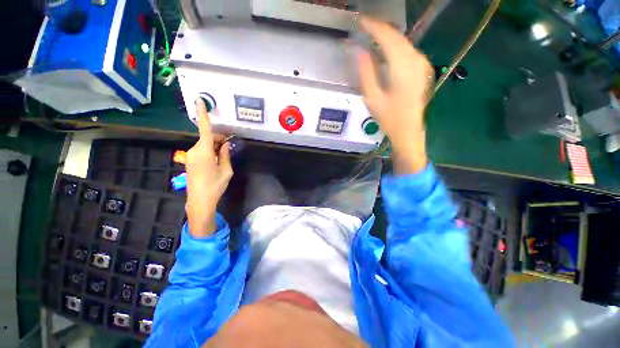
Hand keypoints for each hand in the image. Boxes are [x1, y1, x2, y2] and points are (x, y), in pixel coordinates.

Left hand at [185, 99, 232, 236]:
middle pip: (207, 137)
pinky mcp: (190, 160)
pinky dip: (210, 151)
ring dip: (215, 146)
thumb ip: (225, 155)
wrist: (199, 200)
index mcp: (204, 151)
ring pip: (205, 144)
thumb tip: (226, 144)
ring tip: (224, 156)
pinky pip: (201, 150)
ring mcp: (191, 155)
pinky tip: (216, 160)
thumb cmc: (215, 185)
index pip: (205, 129)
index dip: (203, 114)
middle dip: (218, 138)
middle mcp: (194, 150)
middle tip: (229, 146)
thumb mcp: (226, 170)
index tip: (199, 100)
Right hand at [358, 17, 432, 174]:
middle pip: (398, 37)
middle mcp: (415, 61)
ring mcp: (422, 65)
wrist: (409, 130)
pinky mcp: (422, 70)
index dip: (374, 27)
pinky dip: (396, 46)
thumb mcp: (373, 97)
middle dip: (381, 29)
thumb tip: (360, 51)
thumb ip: (366, 72)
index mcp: (402, 69)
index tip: (361, 21)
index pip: (388, 38)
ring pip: (404, 42)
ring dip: (389, 36)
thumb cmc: (389, 118)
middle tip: (365, 26)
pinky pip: (408, 51)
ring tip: (373, 35)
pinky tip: (387, 49)